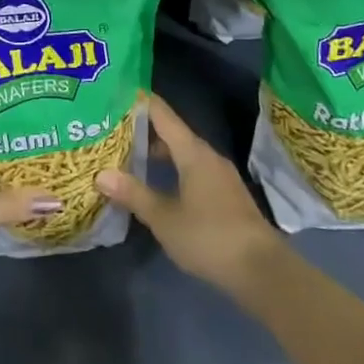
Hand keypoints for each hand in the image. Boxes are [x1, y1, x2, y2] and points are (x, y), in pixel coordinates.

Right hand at [95, 94, 285, 297]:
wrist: (262, 270)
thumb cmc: (209, 237)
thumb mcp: (164, 218)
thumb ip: (134, 194)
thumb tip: (101, 173)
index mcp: (193, 152)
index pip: (162, 114)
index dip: (139, 102)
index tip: (116, 93)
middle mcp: (208, 156)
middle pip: (172, 133)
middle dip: (143, 131)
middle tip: (112, 131)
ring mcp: (220, 175)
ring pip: (183, 154)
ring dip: (158, 153)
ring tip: (129, 159)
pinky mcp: (226, 195)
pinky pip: (193, 170)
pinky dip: (172, 170)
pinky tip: (158, 187)